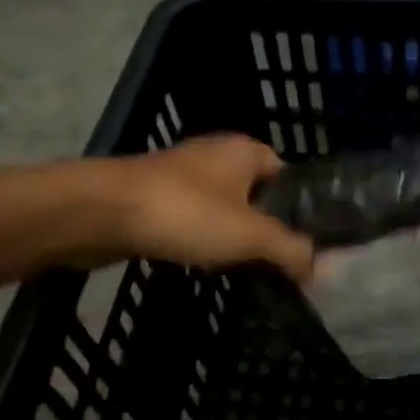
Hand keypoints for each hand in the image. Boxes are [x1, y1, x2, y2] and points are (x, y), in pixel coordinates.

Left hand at [100, 135, 313, 280]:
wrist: (102, 212)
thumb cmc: (187, 213)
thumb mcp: (251, 235)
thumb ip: (290, 249)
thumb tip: (317, 267)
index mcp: (245, 151)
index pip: (287, 176)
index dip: (298, 209)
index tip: (304, 244)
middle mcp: (216, 155)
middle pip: (255, 194)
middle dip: (264, 228)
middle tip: (276, 263)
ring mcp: (181, 175)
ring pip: (222, 209)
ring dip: (230, 236)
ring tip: (243, 268)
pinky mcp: (154, 197)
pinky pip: (191, 220)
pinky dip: (200, 239)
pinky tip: (202, 263)